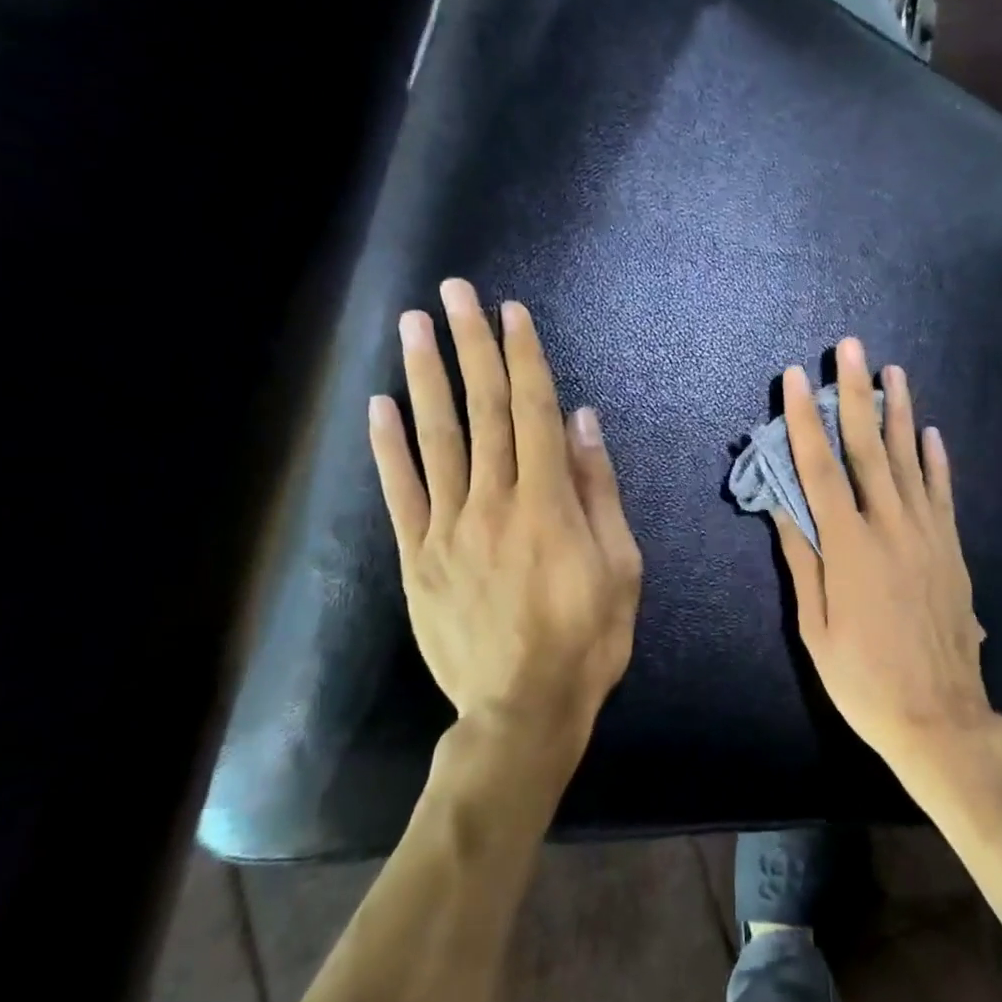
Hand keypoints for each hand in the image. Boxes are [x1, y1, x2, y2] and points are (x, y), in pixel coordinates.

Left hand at [368, 281, 642, 760]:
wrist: (523, 709)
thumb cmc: (589, 637)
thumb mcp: (622, 565)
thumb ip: (599, 490)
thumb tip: (583, 423)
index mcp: (548, 503)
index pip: (533, 412)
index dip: (522, 358)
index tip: (512, 312)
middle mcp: (493, 502)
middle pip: (481, 410)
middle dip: (470, 346)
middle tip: (454, 292)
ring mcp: (447, 529)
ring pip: (436, 439)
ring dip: (424, 377)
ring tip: (413, 326)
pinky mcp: (417, 558)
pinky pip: (400, 493)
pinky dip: (388, 446)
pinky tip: (379, 405)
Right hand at [773, 339, 994, 783]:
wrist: (940, 716)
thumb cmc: (864, 680)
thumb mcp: (815, 629)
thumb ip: (802, 562)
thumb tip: (782, 508)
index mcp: (848, 547)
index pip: (820, 468)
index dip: (803, 420)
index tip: (794, 378)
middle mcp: (890, 527)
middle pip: (868, 448)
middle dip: (856, 393)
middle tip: (853, 347)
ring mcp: (928, 534)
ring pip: (910, 459)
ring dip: (899, 412)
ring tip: (894, 371)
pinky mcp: (952, 548)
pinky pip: (942, 492)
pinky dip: (935, 459)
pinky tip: (930, 432)